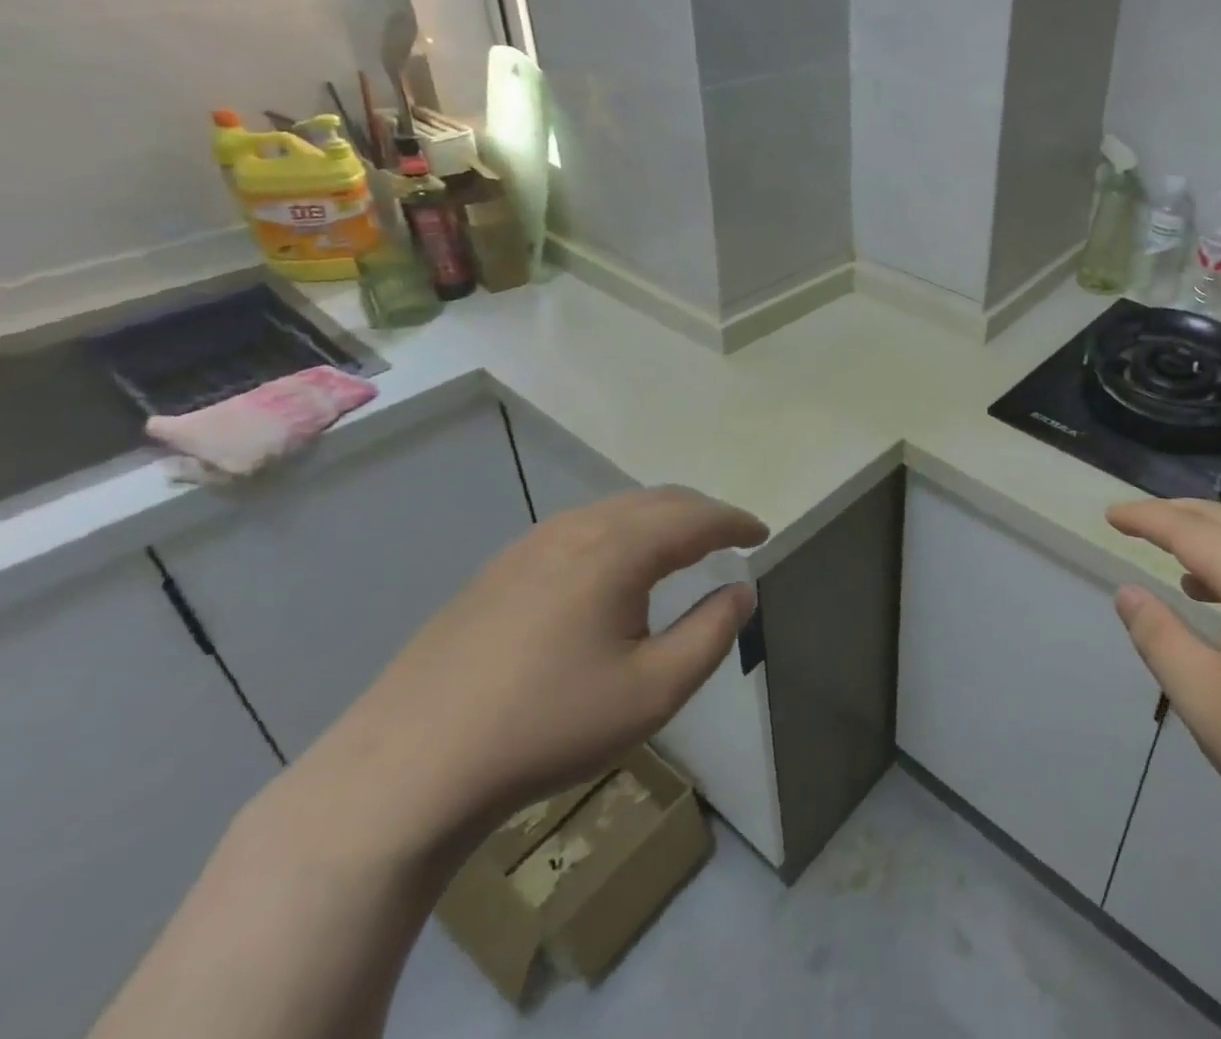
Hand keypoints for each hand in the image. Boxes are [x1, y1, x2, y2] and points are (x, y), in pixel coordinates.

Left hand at [290, 488, 765, 852]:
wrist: (407, 768)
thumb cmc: (548, 726)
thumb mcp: (654, 691)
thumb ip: (712, 633)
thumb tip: (742, 591)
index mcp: (618, 549)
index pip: (697, 517)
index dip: (736, 522)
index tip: (763, 534)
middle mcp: (577, 528)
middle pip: (657, 501)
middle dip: (702, 513)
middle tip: (731, 537)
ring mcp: (529, 545)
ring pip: (615, 510)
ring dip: (660, 519)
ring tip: (682, 547)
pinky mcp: (498, 569)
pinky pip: (580, 528)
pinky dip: (620, 532)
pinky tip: (614, 568)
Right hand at [1109, 498, 1220, 866]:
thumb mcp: (1207, 700)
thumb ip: (1159, 638)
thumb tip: (1126, 592)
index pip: (1190, 530)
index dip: (1145, 518)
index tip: (1109, 514)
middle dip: (1173, 515)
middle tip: (1131, 521)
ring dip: (1205, 537)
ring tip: (1167, 551)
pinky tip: (1218, 596)